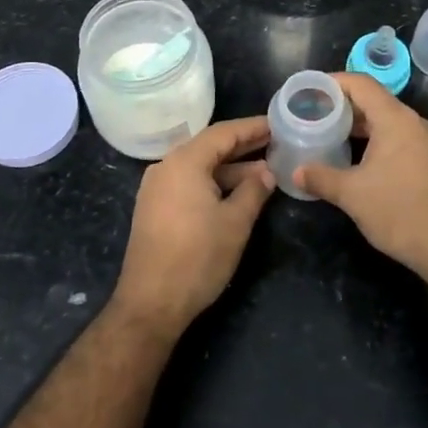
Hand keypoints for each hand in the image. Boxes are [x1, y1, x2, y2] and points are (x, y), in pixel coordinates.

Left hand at [111, 117, 275, 335]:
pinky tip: (236, 193)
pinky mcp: (154, 209)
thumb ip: (254, 191)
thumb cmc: (197, 258)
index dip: (252, 128)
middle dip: (243, 147)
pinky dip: (213, 183)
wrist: (151, 303)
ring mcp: (157, 189)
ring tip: (265, 173)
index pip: (223, 133)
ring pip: (199, 168)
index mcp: (184, 162)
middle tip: (276, 143)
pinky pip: (188, 184)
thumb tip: (266, 173)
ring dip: (230, 169)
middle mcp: (166, 167)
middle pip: (209, 148)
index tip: (277, 124)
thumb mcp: (235, 223)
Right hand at [296, 74, 427, 278]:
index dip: (333, 83)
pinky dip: (375, 140)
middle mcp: (414, 123)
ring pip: (387, 121)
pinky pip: (399, 138)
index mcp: (395, 120)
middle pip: (374, 101)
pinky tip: (357, 159)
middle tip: (313, 116)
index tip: (309, 92)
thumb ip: (321, 178)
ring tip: (329, 135)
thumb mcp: (352, 194)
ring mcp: (427, 142)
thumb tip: (296, 173)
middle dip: (343, 106)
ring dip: (359, 126)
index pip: (361, 84)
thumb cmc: (399, 211)